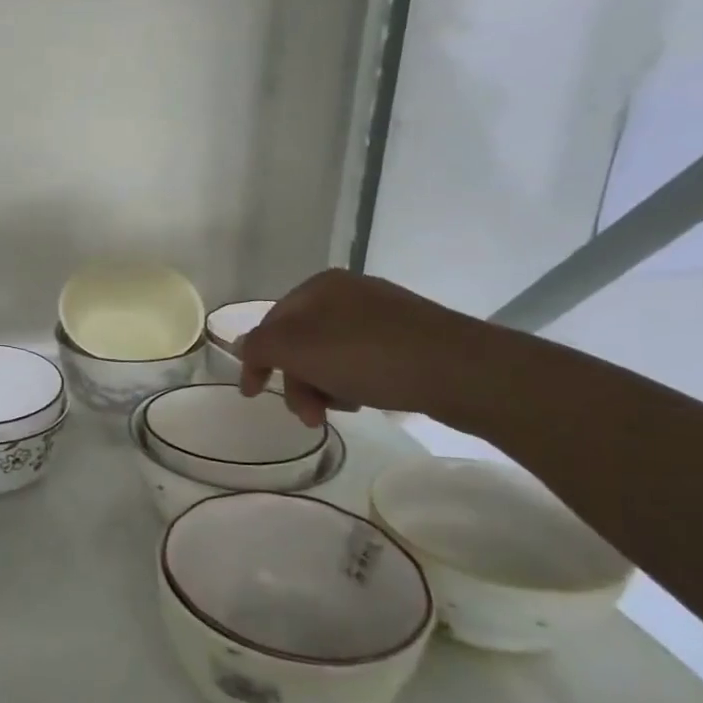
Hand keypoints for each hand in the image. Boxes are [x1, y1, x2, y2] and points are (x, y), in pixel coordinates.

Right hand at [238, 270, 487, 427]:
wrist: (460, 370)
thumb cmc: (368, 355)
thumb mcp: (297, 349)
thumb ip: (260, 346)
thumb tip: (242, 346)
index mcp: (319, 287)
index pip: (270, 324)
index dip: (256, 360)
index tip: (253, 396)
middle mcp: (347, 293)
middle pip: (300, 343)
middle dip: (297, 382)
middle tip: (308, 415)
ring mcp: (380, 315)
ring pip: (329, 356)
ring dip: (323, 387)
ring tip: (342, 409)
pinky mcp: (407, 338)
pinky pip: (361, 361)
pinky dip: (352, 383)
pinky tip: (366, 399)